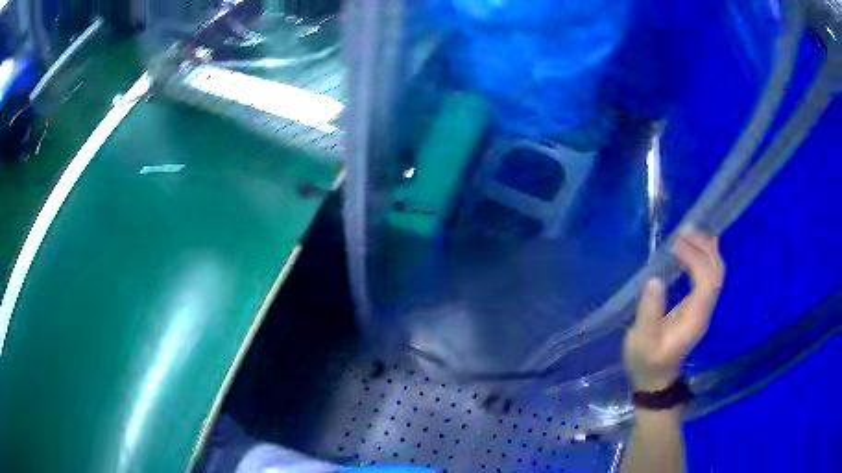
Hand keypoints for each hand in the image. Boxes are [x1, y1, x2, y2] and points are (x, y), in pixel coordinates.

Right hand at [623, 231, 724, 391]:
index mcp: (695, 317)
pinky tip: (695, 248)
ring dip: (706, 250)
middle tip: (684, 231)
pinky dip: (705, 258)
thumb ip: (649, 313)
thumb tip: (655, 279)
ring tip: (687, 234)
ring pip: (716, 272)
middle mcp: (705, 309)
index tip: (676, 245)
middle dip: (705, 248)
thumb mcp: (642, 341)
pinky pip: (709, 276)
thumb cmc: (647, 361)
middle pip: (717, 272)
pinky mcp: (698, 306)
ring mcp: (704, 307)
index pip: (707, 280)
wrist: (655, 380)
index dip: (697, 258)